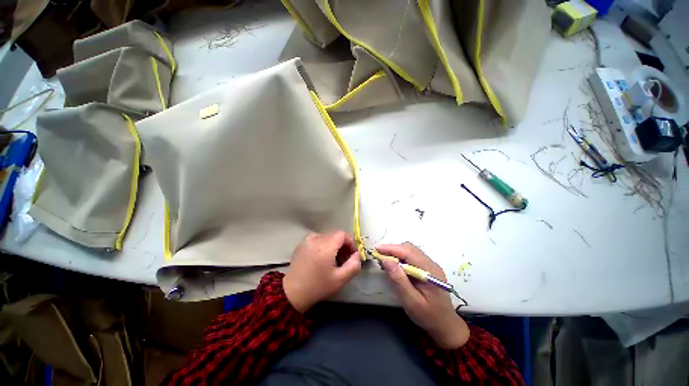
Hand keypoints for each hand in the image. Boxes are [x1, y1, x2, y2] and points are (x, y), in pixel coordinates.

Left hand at [283, 231, 361, 312]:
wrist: (292, 292)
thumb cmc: (318, 286)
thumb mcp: (340, 280)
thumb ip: (353, 266)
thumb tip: (357, 254)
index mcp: (325, 247)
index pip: (342, 234)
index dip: (350, 242)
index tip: (351, 254)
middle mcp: (316, 239)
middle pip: (334, 235)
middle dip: (342, 245)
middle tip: (344, 259)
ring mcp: (307, 240)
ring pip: (326, 236)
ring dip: (333, 244)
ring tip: (333, 258)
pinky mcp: (301, 244)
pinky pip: (317, 238)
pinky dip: (323, 244)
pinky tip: (321, 257)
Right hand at [377, 242, 469, 348]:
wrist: (446, 326)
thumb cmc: (428, 316)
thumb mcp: (411, 301)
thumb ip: (399, 280)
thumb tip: (386, 260)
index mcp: (430, 271)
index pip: (408, 252)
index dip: (391, 248)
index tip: (376, 249)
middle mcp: (431, 264)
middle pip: (409, 248)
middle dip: (393, 250)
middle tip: (379, 258)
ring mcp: (430, 265)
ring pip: (410, 251)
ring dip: (396, 253)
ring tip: (385, 262)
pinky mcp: (428, 268)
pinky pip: (412, 257)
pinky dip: (401, 258)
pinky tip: (396, 267)